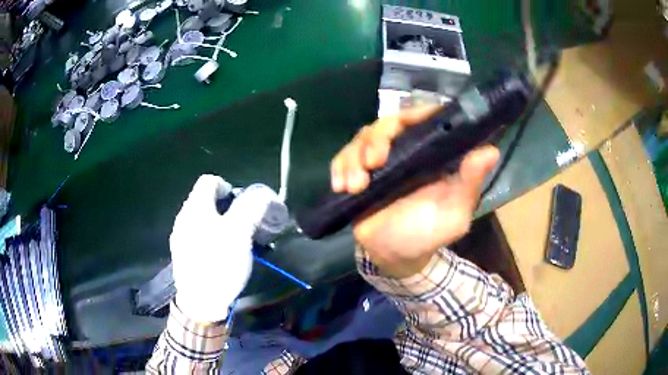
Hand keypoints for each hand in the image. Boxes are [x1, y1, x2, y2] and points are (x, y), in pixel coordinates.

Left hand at [170, 175, 278, 322]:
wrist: (200, 302)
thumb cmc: (219, 264)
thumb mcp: (239, 233)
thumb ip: (250, 209)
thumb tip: (263, 193)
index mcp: (195, 207)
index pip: (210, 181)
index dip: (229, 187)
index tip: (243, 205)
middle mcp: (184, 218)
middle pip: (206, 201)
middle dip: (228, 208)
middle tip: (244, 224)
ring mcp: (181, 237)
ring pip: (203, 220)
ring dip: (221, 224)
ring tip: (236, 241)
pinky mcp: (183, 254)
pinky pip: (199, 236)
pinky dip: (213, 238)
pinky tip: (222, 255)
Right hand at [330, 106, 499, 277]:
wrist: (394, 256)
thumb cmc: (427, 234)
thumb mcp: (454, 213)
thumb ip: (469, 182)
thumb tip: (491, 150)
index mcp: (431, 154)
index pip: (424, 119)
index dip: (414, 114)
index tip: (402, 127)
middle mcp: (406, 150)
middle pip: (387, 124)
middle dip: (375, 140)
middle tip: (372, 164)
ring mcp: (380, 161)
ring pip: (362, 138)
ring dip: (353, 158)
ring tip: (354, 186)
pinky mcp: (358, 172)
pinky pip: (342, 158)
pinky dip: (338, 167)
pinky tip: (340, 185)